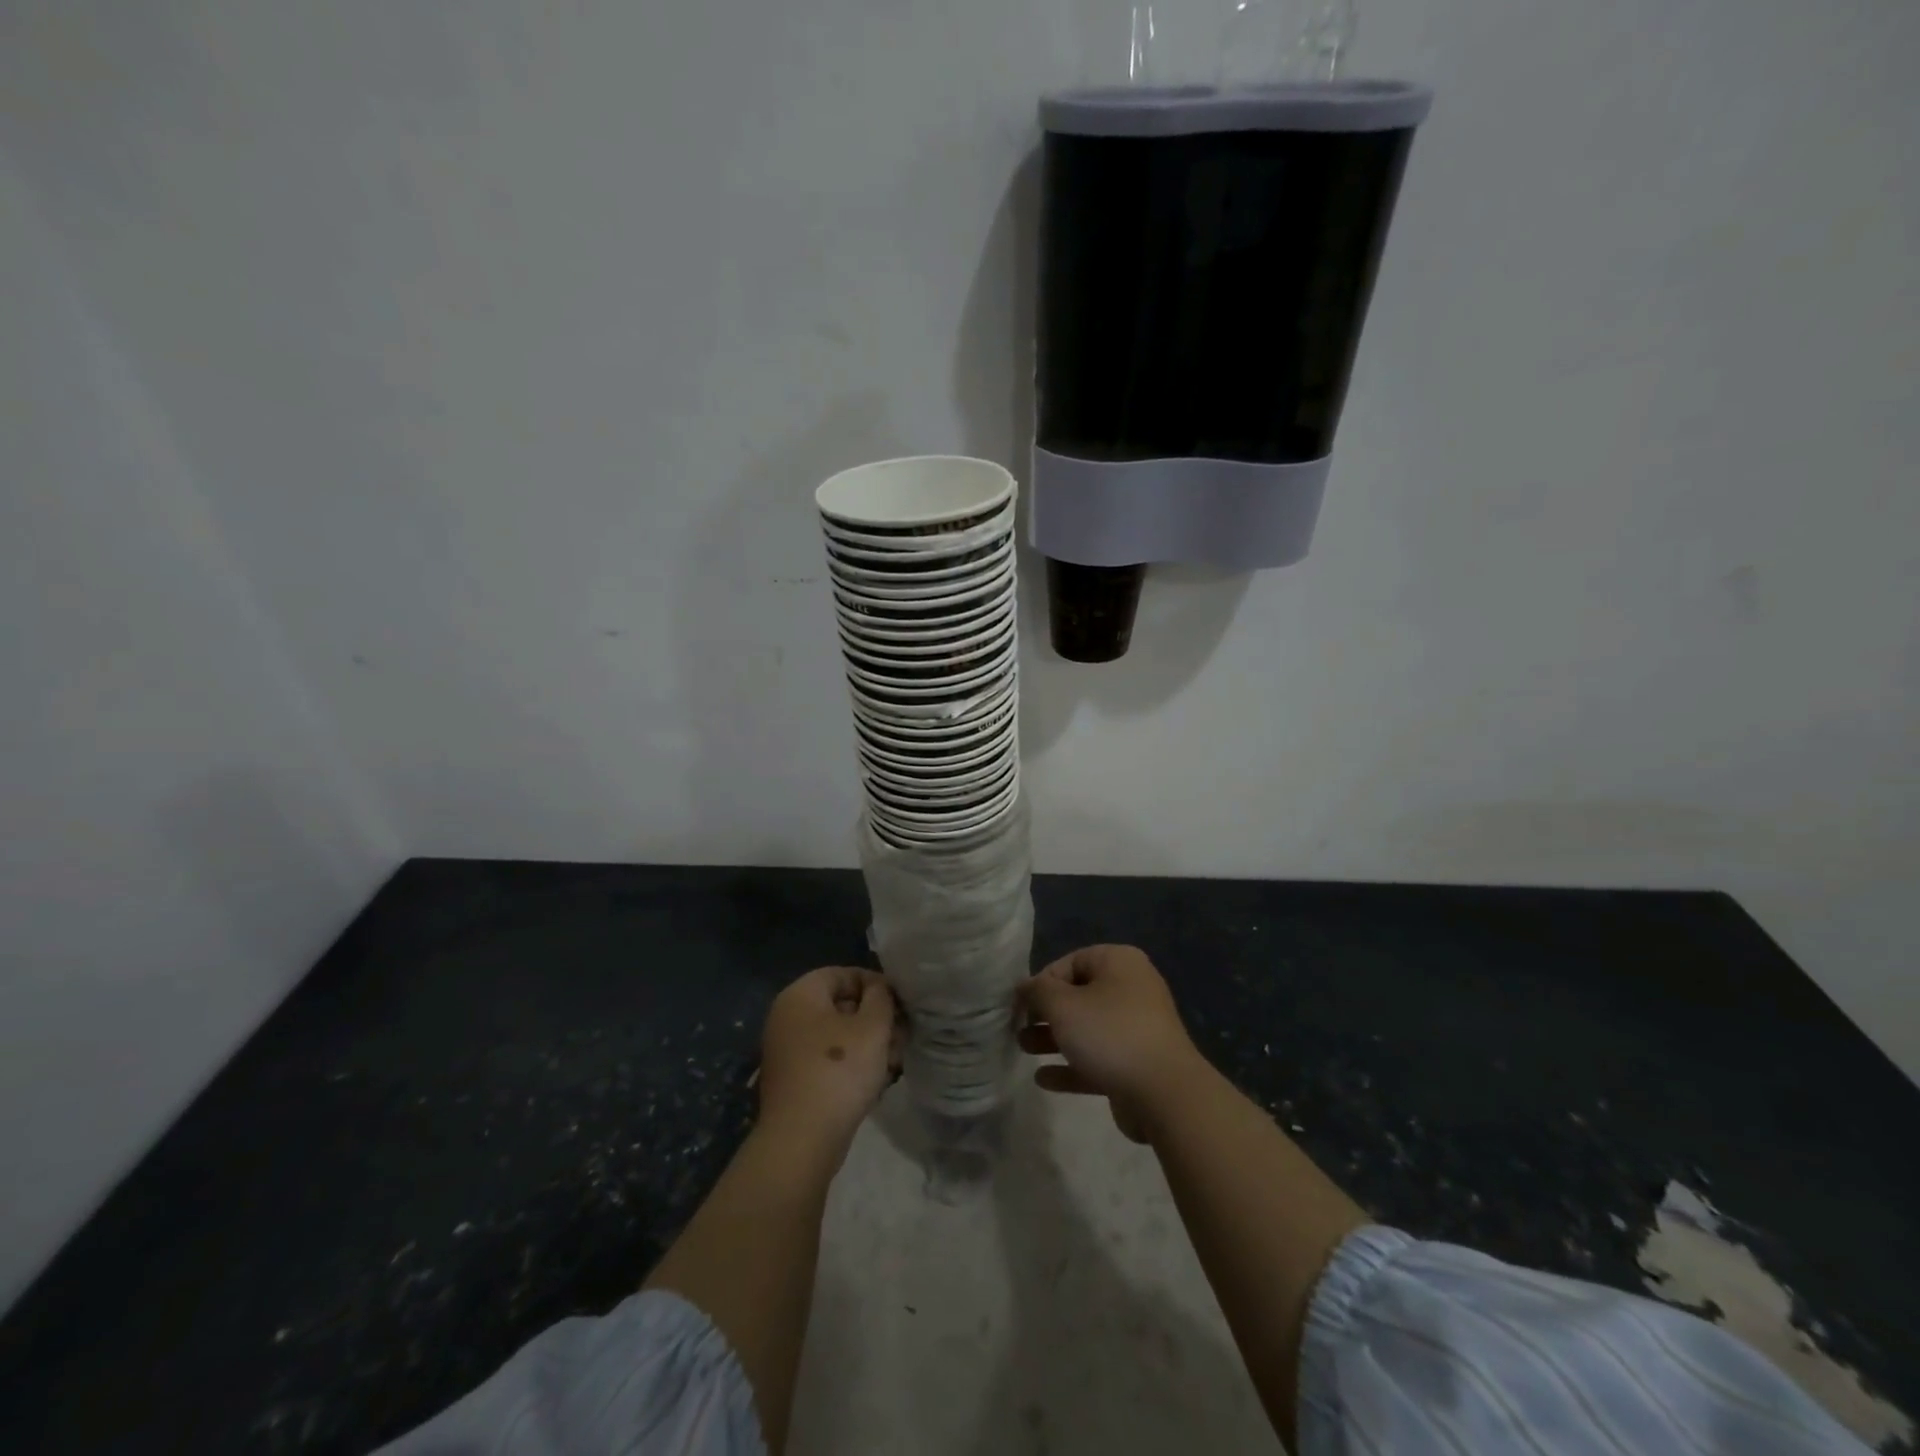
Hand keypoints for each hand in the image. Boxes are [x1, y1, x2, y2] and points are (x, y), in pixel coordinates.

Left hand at [757, 967, 899, 1152]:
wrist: (801, 1140)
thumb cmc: (839, 1071)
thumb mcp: (872, 1026)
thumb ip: (881, 997)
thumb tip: (879, 989)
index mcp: (800, 995)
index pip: (843, 973)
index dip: (875, 984)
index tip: (900, 1003)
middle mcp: (787, 1017)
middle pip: (840, 1005)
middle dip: (875, 1018)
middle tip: (902, 1035)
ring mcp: (787, 1050)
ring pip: (837, 1034)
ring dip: (868, 1043)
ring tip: (895, 1060)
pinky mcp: (793, 1080)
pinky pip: (827, 1059)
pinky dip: (852, 1064)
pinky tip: (877, 1080)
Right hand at [1017, 945, 1203, 1142]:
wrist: (1165, 1094)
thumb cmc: (1110, 1034)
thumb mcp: (1063, 1006)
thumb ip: (1037, 992)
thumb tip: (1024, 985)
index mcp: (1119, 963)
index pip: (1069, 963)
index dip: (1041, 983)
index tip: (1020, 1006)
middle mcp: (1131, 988)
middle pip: (1078, 996)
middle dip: (1045, 1014)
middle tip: (1019, 1029)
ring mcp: (1137, 1028)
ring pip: (1087, 1029)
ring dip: (1054, 1039)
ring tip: (1024, 1050)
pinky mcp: (1137, 1064)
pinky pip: (1098, 1058)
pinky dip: (1072, 1066)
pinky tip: (1044, 1079)